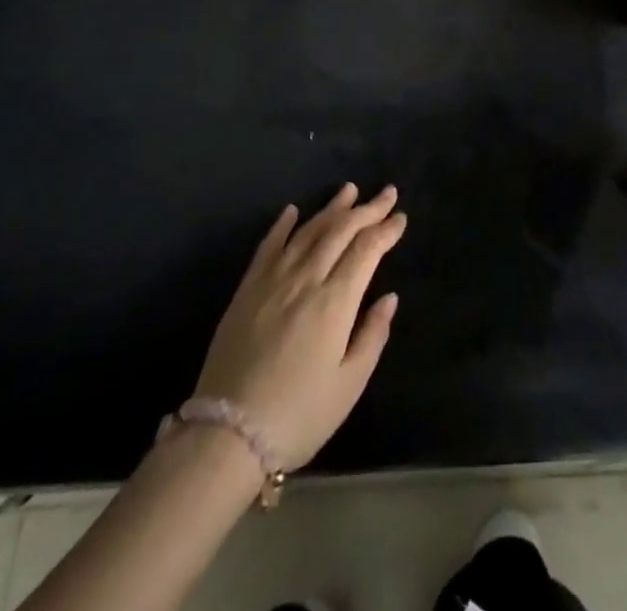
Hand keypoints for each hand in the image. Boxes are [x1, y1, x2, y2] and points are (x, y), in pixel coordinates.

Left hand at [193, 184, 405, 469]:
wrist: (226, 436)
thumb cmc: (298, 415)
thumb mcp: (349, 385)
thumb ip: (372, 336)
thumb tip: (389, 297)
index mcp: (335, 301)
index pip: (366, 250)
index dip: (386, 230)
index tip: (400, 218)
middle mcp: (306, 279)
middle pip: (340, 231)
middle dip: (367, 209)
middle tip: (387, 193)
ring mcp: (273, 280)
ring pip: (308, 231)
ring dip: (331, 208)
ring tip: (349, 190)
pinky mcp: (247, 290)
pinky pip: (268, 246)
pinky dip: (282, 225)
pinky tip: (293, 211)